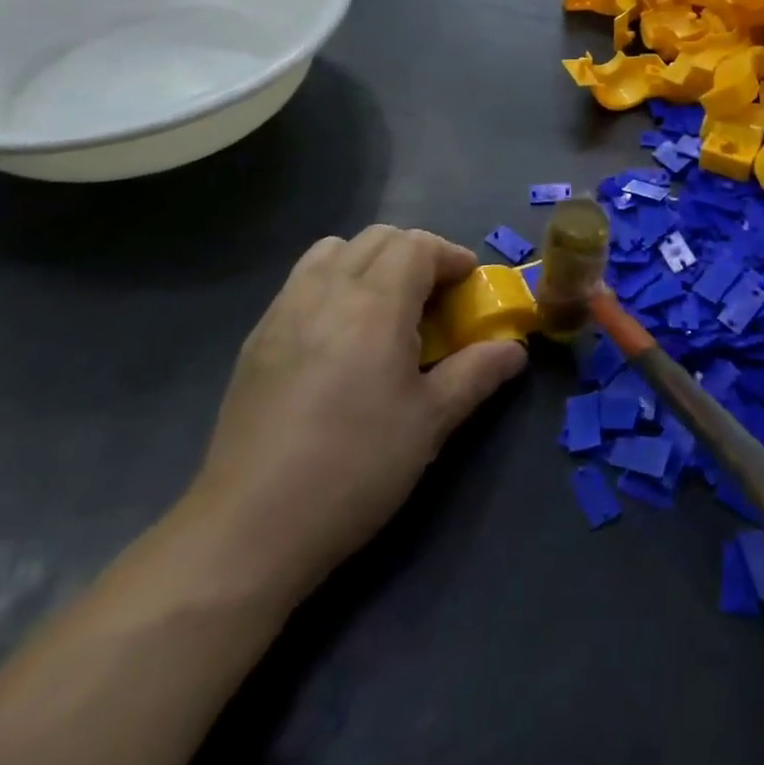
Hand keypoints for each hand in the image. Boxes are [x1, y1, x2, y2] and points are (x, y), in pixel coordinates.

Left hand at [188, 227, 527, 586]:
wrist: (250, 526)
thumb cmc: (355, 467)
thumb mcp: (430, 423)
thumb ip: (476, 374)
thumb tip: (514, 349)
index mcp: (375, 303)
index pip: (418, 245)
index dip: (451, 256)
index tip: (469, 285)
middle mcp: (327, 290)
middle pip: (378, 238)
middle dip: (415, 253)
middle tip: (434, 297)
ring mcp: (284, 310)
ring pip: (333, 250)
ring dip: (369, 260)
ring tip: (384, 307)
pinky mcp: (257, 337)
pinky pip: (301, 281)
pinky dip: (332, 282)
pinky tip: (338, 337)